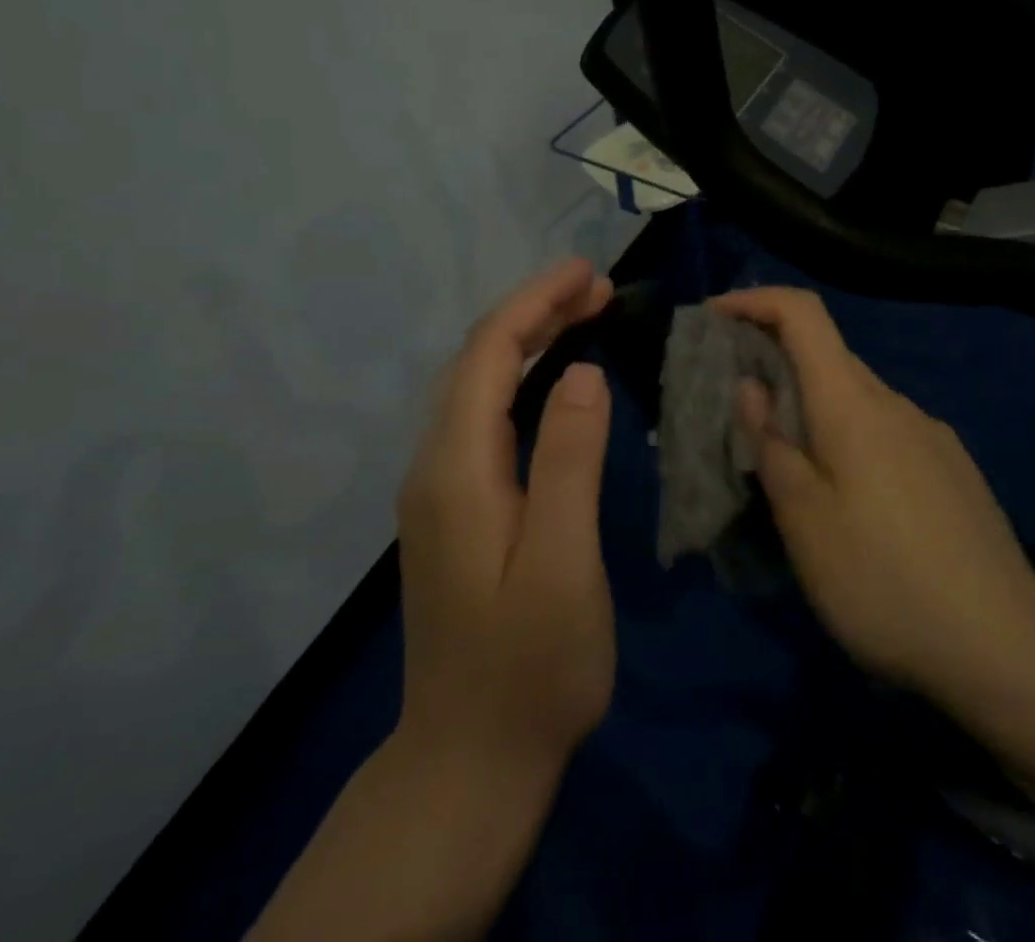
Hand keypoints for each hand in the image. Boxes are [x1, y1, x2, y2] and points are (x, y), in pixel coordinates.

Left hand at [397, 255, 617, 778]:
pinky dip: (522, 377)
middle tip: (600, 288)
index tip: (589, 272)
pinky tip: (555, 377)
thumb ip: (570, 462)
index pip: (489, 353)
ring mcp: (438, 486)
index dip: (536, 302)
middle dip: (536, 310)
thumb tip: (582, 372)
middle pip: (478, 360)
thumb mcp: (563, 565)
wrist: (469, 762)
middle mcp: (434, 464)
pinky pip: (484, 415)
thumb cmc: (530, 669)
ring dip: (529, 339)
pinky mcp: (453, 506)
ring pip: (479, 384)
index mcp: (456, 468)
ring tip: (586, 314)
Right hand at [713, 286, 1034, 702]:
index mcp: (852, 403)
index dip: (755, 300)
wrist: (1007, 647)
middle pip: (827, 354)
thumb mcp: (804, 519)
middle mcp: (894, 402)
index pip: (803, 313)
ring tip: (784, 460)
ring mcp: (930, 434)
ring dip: (811, 406)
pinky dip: (847, 435)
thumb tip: (752, 386)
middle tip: (734, 405)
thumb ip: (771, 443)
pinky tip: (846, 496)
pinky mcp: (951, 468)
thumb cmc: (883, 580)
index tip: (714, 316)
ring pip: (856, 397)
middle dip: (774, 361)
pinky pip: (884, 429)